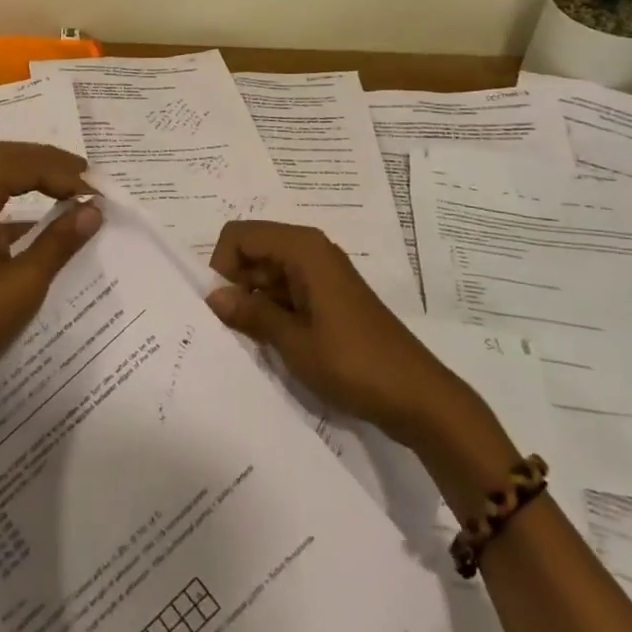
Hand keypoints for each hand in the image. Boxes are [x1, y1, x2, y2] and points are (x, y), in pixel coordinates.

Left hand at [0, 142, 100, 399]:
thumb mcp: (22, 284)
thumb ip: (59, 242)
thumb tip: (93, 210)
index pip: (22, 163)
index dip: (63, 172)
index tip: (96, 192)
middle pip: (5, 157)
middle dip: (48, 163)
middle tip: (86, 178)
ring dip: (31, 175)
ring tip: (69, 188)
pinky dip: (14, 196)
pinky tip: (39, 220)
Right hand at [206, 220, 457, 446]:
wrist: (418, 397)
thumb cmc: (354, 363)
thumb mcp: (294, 341)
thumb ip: (251, 313)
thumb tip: (213, 297)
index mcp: (303, 249)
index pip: (240, 235)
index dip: (222, 266)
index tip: (222, 307)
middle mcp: (311, 251)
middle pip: (253, 250)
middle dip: (235, 284)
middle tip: (230, 329)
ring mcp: (322, 275)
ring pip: (267, 273)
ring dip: (253, 301)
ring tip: (250, 341)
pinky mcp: (328, 297)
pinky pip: (286, 290)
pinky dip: (272, 311)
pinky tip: (272, 343)